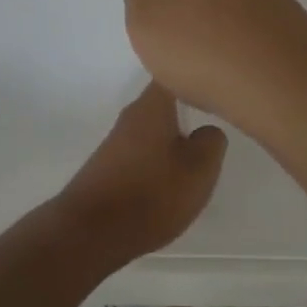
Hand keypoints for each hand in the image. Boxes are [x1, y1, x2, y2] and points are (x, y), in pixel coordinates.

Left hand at [57, 81, 227, 261]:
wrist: (91, 232)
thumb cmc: (151, 193)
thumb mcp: (199, 169)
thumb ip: (212, 142)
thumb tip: (208, 131)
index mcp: (153, 106)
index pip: (174, 74)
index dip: (195, 76)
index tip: (216, 87)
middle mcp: (131, 116)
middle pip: (164, 102)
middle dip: (187, 110)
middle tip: (214, 123)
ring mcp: (116, 142)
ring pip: (154, 129)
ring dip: (173, 139)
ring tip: (196, 158)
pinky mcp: (108, 166)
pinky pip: (142, 152)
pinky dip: (158, 160)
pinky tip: (168, 181)